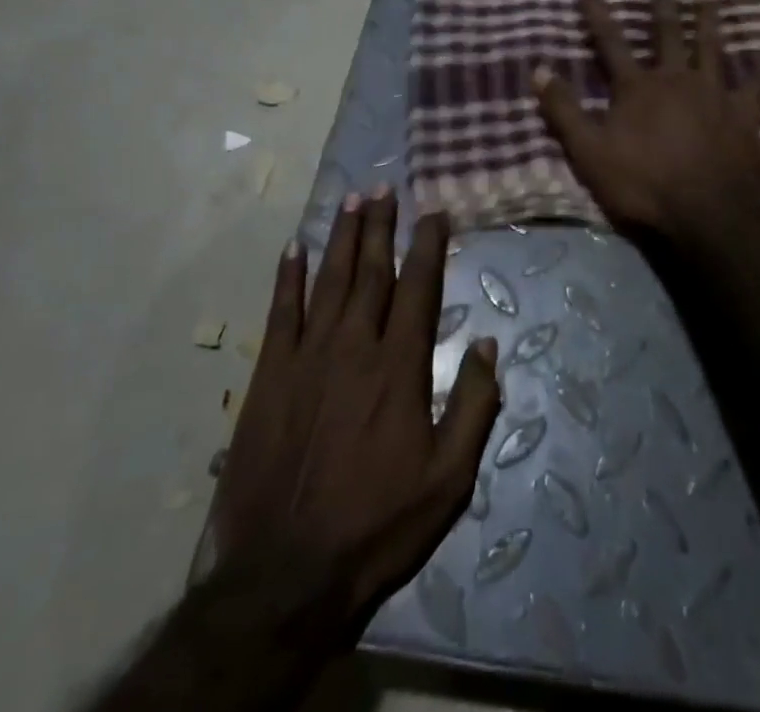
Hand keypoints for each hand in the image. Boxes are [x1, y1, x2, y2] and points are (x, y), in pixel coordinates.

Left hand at [201, 188, 501, 639]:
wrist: (286, 572)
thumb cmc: (378, 523)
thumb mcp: (449, 478)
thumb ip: (474, 405)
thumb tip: (489, 344)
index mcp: (400, 366)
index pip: (419, 287)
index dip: (428, 245)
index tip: (434, 211)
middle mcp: (354, 346)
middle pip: (371, 270)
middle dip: (380, 225)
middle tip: (385, 186)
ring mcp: (307, 356)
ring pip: (329, 280)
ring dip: (341, 236)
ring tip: (350, 200)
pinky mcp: (270, 375)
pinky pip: (280, 312)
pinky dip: (287, 277)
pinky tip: (293, 249)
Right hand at [532, 0, 759, 241]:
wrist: (704, 214)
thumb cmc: (642, 185)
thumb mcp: (589, 152)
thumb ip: (564, 111)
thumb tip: (538, 69)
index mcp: (637, 88)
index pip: (611, 42)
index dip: (598, 14)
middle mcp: (675, 78)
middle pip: (667, 33)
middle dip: (663, 2)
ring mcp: (713, 92)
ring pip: (710, 46)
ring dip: (707, 19)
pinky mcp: (743, 113)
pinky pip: (758, 83)